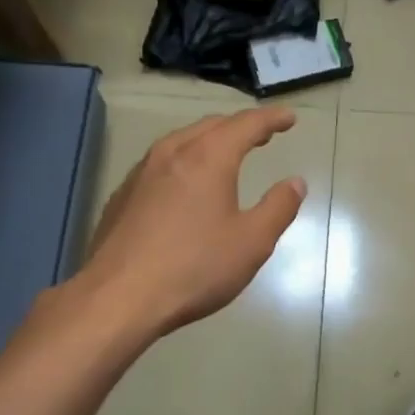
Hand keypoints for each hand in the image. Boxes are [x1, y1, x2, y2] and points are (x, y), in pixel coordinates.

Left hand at [80, 107, 307, 338]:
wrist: (118, 297)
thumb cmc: (194, 268)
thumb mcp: (252, 242)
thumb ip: (278, 208)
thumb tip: (295, 182)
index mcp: (208, 158)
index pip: (246, 124)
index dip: (271, 119)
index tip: (289, 118)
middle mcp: (172, 153)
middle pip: (211, 126)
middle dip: (240, 126)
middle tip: (262, 135)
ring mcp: (141, 173)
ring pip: (181, 141)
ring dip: (209, 141)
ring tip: (226, 153)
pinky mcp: (123, 195)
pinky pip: (161, 164)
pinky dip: (184, 161)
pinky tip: (185, 184)